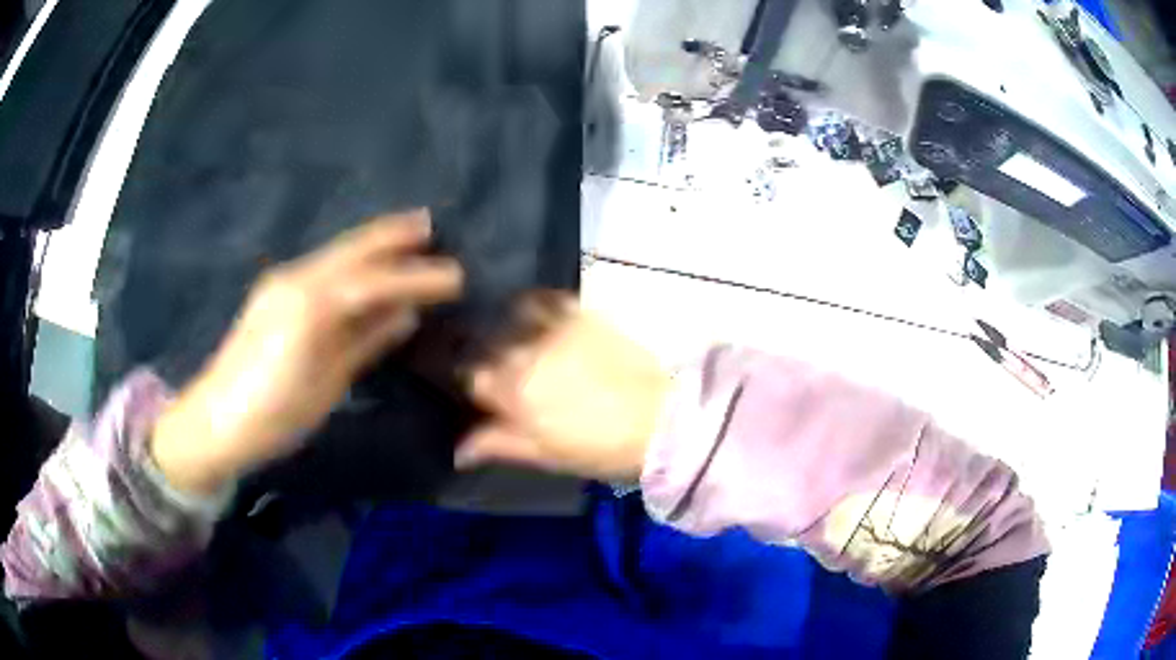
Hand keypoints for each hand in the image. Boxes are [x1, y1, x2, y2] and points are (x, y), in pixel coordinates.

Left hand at [151, 210, 462, 493]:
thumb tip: (405, 314)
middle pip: (351, 251)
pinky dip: (349, 261)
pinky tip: (362, 265)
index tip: (455, 274)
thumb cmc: (274, 415)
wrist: (215, 421)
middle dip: (391, 236)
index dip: (415, 276)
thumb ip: (364, 343)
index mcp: (310, 308)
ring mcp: (281, 283)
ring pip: (335, 254)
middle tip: (429, 224)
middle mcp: (295, 281)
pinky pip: (321, 267)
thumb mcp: (326, 386)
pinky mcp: (272, 293)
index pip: (373, 281)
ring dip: (371, 244)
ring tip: (405, 235)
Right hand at [459, 294, 670, 480]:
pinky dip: (536, 304)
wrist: (662, 419)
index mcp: (512, 391)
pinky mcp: (583, 314)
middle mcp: (524, 352)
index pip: (472, 377)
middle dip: (483, 352)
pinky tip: (538, 312)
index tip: (478, 388)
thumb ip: (498, 445)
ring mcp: (553, 328)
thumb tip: (458, 451)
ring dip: (504, 324)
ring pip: (511, 316)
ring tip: (510, 333)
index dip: (473, 383)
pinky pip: (548, 299)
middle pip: (488, 345)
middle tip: (491, 362)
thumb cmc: (601, 448)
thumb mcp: (546, 455)